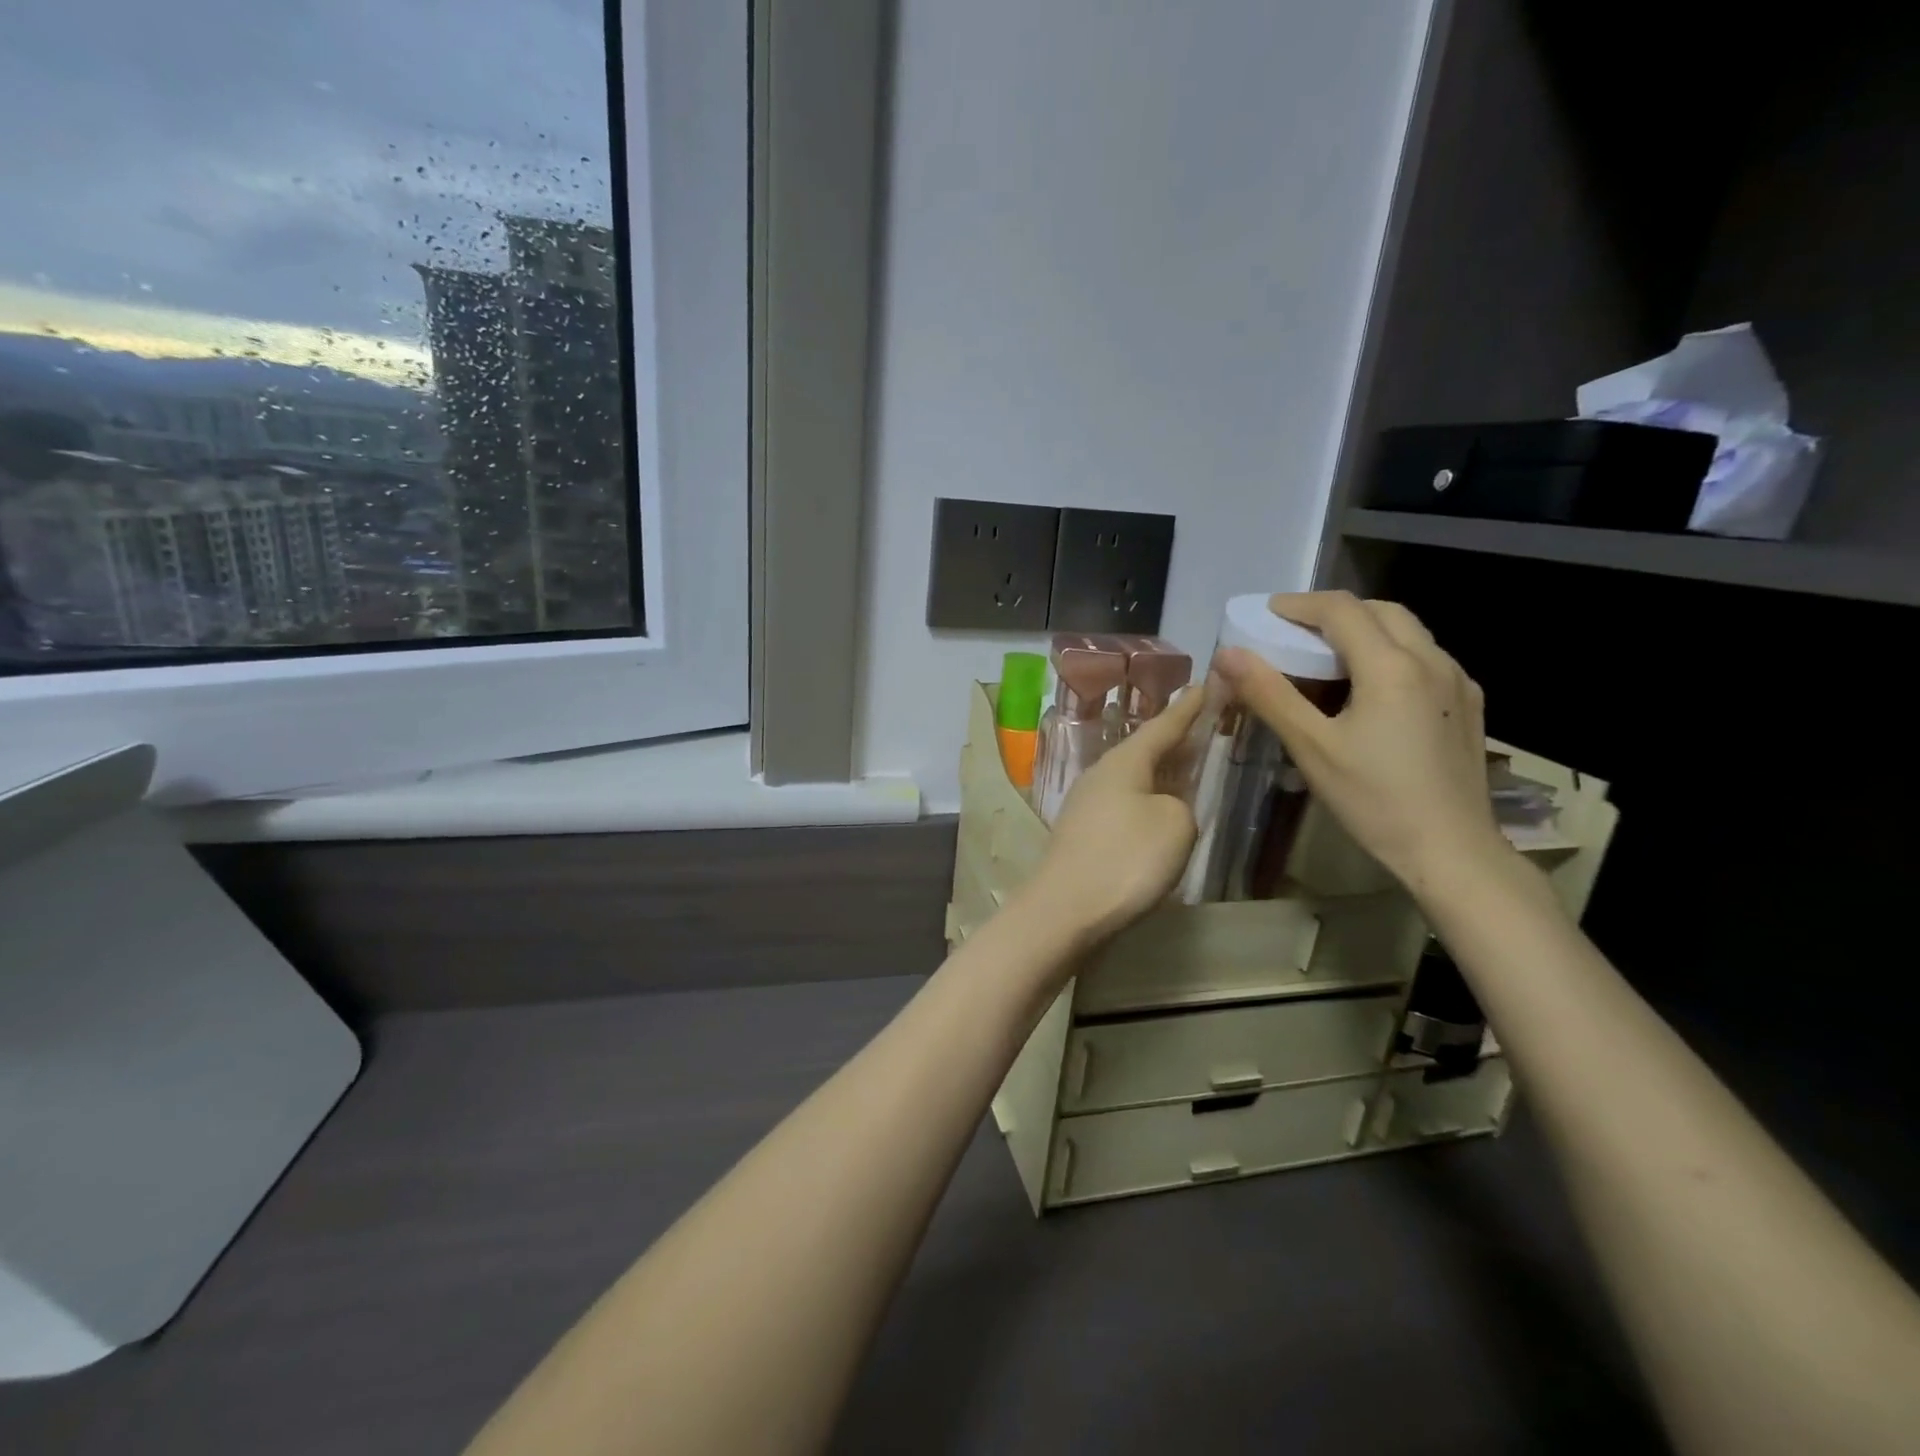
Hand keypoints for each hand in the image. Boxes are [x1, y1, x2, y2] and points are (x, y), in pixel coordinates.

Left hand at [1023, 685, 1205, 946]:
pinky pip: (1125, 805)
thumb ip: (1181, 805)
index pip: (1162, 725)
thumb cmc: (1125, 859)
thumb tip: (1165, 808)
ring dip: (1160, 772)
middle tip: (1202, 724)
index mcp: (1123, 762)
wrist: (1065, 910)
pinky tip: (1159, 813)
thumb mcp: (1175, 824)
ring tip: (1187, 766)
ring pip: (1133, 779)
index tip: (1206, 684)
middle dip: (1173, 739)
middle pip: (1144, 750)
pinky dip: (1147, 800)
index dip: (1188, 708)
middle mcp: (1100, 776)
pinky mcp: (1084, 836)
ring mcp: (1087, 807)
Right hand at [1213, 591, 1508, 894]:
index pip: (1341, 609)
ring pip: (1407, 632)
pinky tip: (1370, 689)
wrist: (1452, 851)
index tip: (1265, 613)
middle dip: (1333, 612)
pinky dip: (1389, 653)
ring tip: (1327, 657)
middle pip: (1380, 610)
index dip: (1299, 604)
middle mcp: (1432, 660)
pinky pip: (1425, 658)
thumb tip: (1228, 654)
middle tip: (1294, 632)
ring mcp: (1457, 682)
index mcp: (1391, 667)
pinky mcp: (1467, 704)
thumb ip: (1269, 694)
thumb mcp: (1312, 748)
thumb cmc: (1375, 800)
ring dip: (1364, 629)